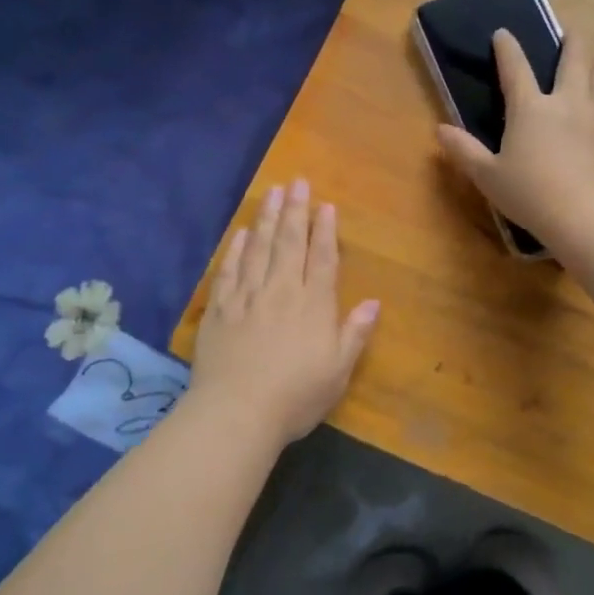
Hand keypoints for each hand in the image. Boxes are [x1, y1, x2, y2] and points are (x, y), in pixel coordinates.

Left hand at [188, 178, 379, 445]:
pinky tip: (240, 234)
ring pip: (258, 249)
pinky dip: (235, 250)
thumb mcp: (338, 370)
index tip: (325, 205)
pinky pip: (228, 271)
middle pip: (289, 243)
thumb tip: (374, 302)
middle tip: (296, 182)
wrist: (236, 413)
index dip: (325, 230)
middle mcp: (281, 291)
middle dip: (294, 211)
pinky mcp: (219, 310)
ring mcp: (247, 297)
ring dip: (266, 219)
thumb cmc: (296, 396)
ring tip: (271, 192)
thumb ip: (355, 333)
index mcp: (313, 305)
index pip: (322, 258)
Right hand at [437, 31, 593, 249]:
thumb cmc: (530, 195)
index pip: (515, 67)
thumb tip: (440, 129)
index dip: (507, 47)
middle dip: (572, 39)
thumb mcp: (487, 176)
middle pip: (576, 55)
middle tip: (570, 35)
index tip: (502, 34)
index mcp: (530, 108)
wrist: (584, 217)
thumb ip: (464, 150)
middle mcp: (568, 100)